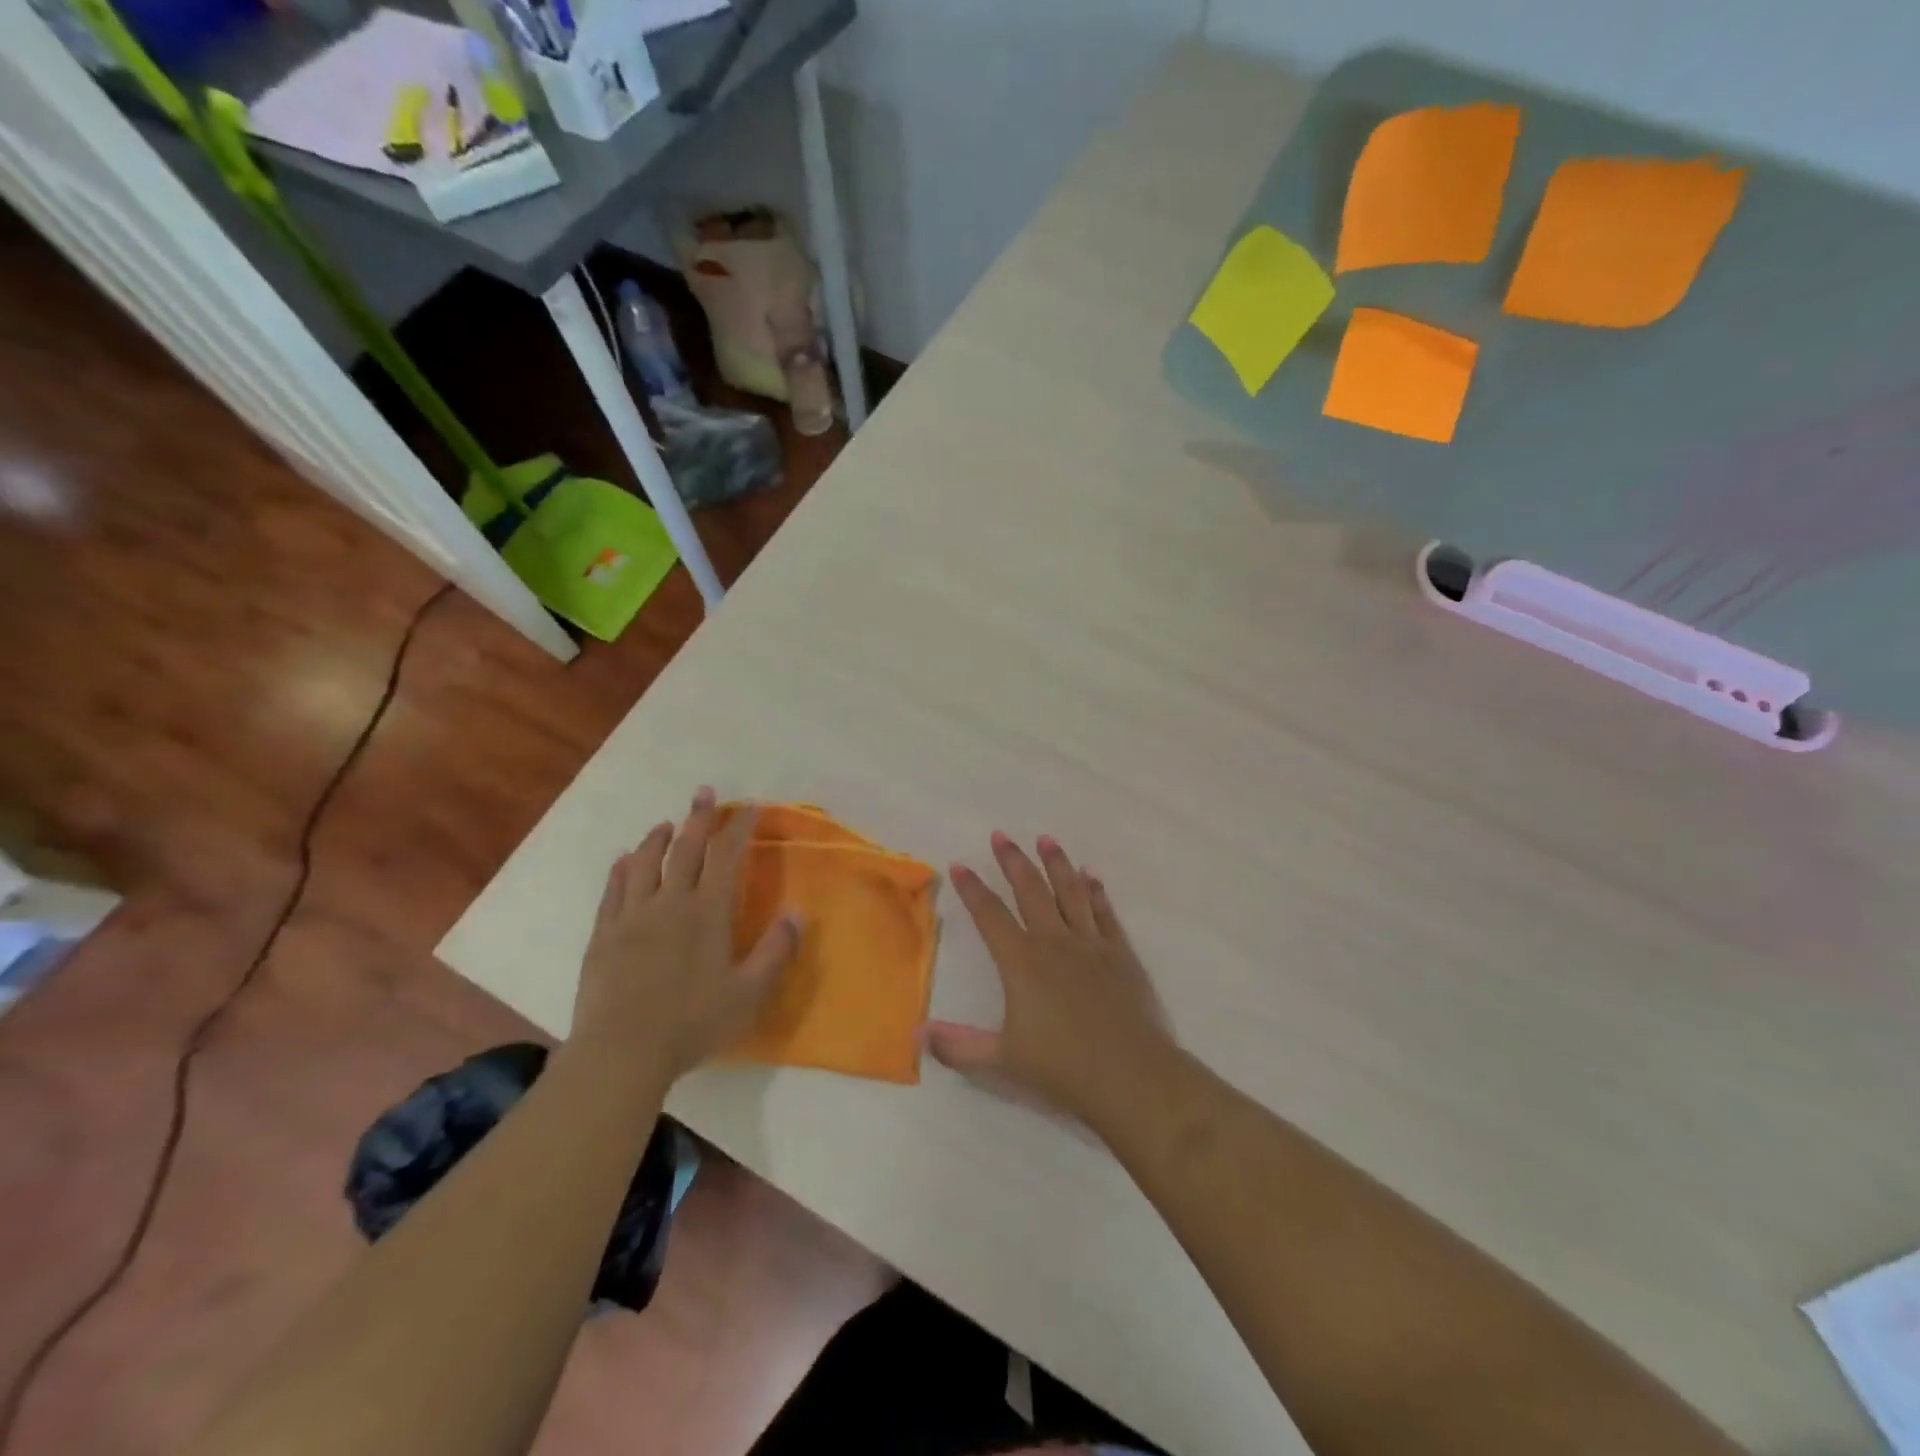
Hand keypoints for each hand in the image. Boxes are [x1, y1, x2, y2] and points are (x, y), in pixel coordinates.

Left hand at [569, 787, 799, 1084]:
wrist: (621, 1053)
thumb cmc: (693, 1023)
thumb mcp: (749, 994)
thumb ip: (776, 951)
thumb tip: (797, 913)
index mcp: (707, 913)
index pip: (726, 857)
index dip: (739, 828)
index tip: (749, 807)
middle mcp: (669, 903)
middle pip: (685, 849)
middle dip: (699, 818)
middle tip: (704, 793)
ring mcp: (631, 916)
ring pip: (644, 863)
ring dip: (657, 839)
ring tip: (666, 825)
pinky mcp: (603, 934)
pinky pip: (613, 890)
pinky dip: (621, 869)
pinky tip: (624, 861)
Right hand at [928, 832, 1174, 1126]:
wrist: (1131, 1076)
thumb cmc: (1062, 1069)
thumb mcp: (1001, 1062)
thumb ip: (958, 1046)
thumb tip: (918, 1034)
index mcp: (1022, 962)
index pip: (990, 916)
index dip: (973, 889)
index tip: (960, 865)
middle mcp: (1055, 942)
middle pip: (1031, 891)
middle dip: (1013, 861)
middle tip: (1001, 836)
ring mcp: (1091, 944)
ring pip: (1071, 892)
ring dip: (1056, 864)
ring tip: (1046, 840)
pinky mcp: (1121, 954)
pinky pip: (1105, 913)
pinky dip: (1097, 891)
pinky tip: (1091, 876)